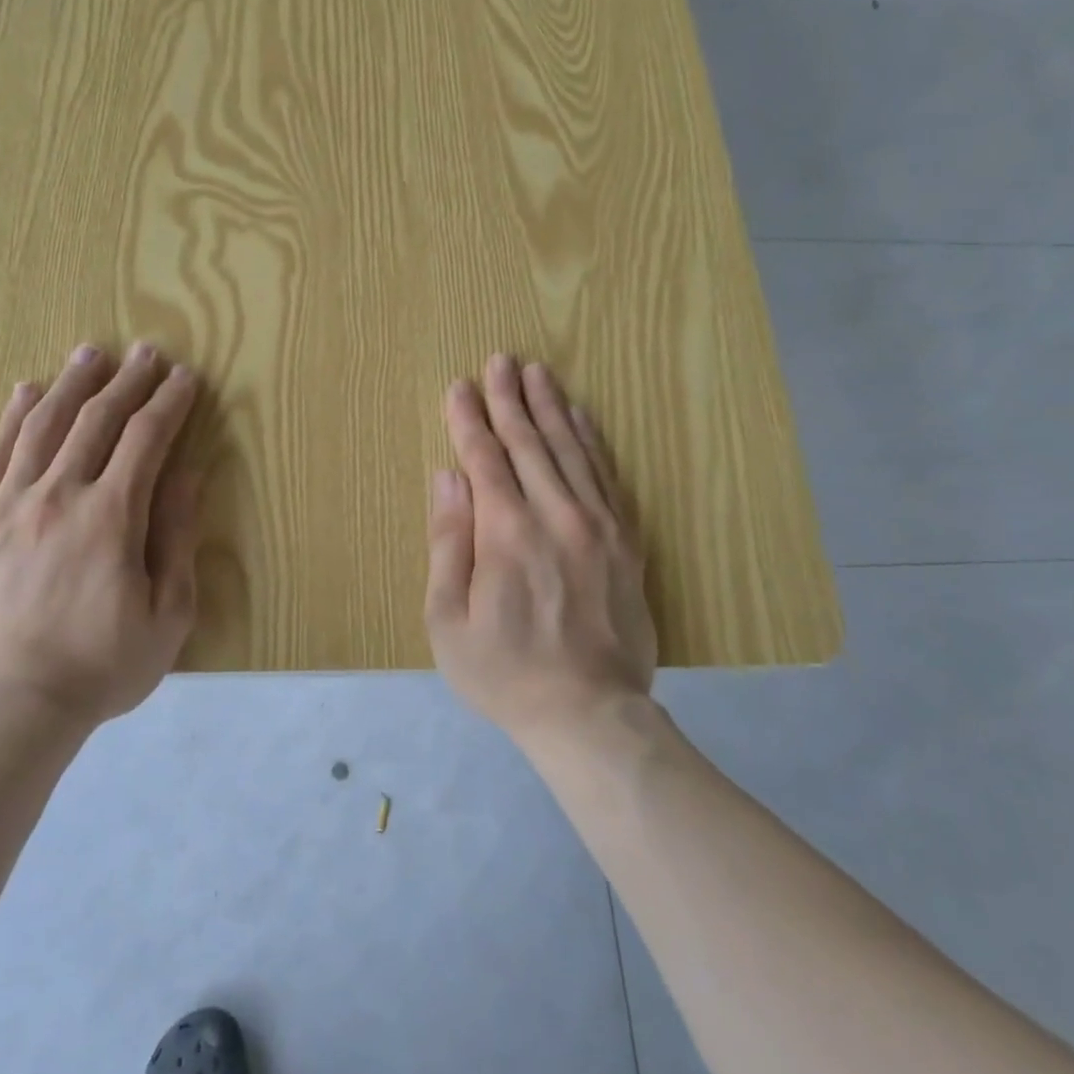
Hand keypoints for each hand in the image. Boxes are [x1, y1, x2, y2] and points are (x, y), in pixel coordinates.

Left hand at [0, 343, 200, 734]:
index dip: (169, 404)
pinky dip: (12, 418)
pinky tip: (26, 391)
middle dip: (127, 382)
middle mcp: (59, 496)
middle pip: (96, 421)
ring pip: (42, 427)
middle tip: (146, 352)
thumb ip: (176, 538)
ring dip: (72, 385)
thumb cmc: (100, 667)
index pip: (146, 440)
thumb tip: (186, 476)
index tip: (185, 378)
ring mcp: (8, 507)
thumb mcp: (166, 614)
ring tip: (91, 354)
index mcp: (111, 517)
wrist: (6, 708)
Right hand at [425, 354, 656, 742]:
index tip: (459, 386)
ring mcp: (598, 525)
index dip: (468, 419)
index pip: (484, 458)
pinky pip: (608, 476)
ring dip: (550, 407)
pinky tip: (582, 417)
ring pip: (571, 449)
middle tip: (500, 360)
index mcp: (507, 533)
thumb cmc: (504, 672)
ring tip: (537, 372)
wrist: (590, 714)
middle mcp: (555, 515)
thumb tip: (447, 477)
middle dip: (509, 398)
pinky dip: (592, 441)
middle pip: (529, 442)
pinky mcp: (626, 541)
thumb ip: (448, 541)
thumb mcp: (449, 619)